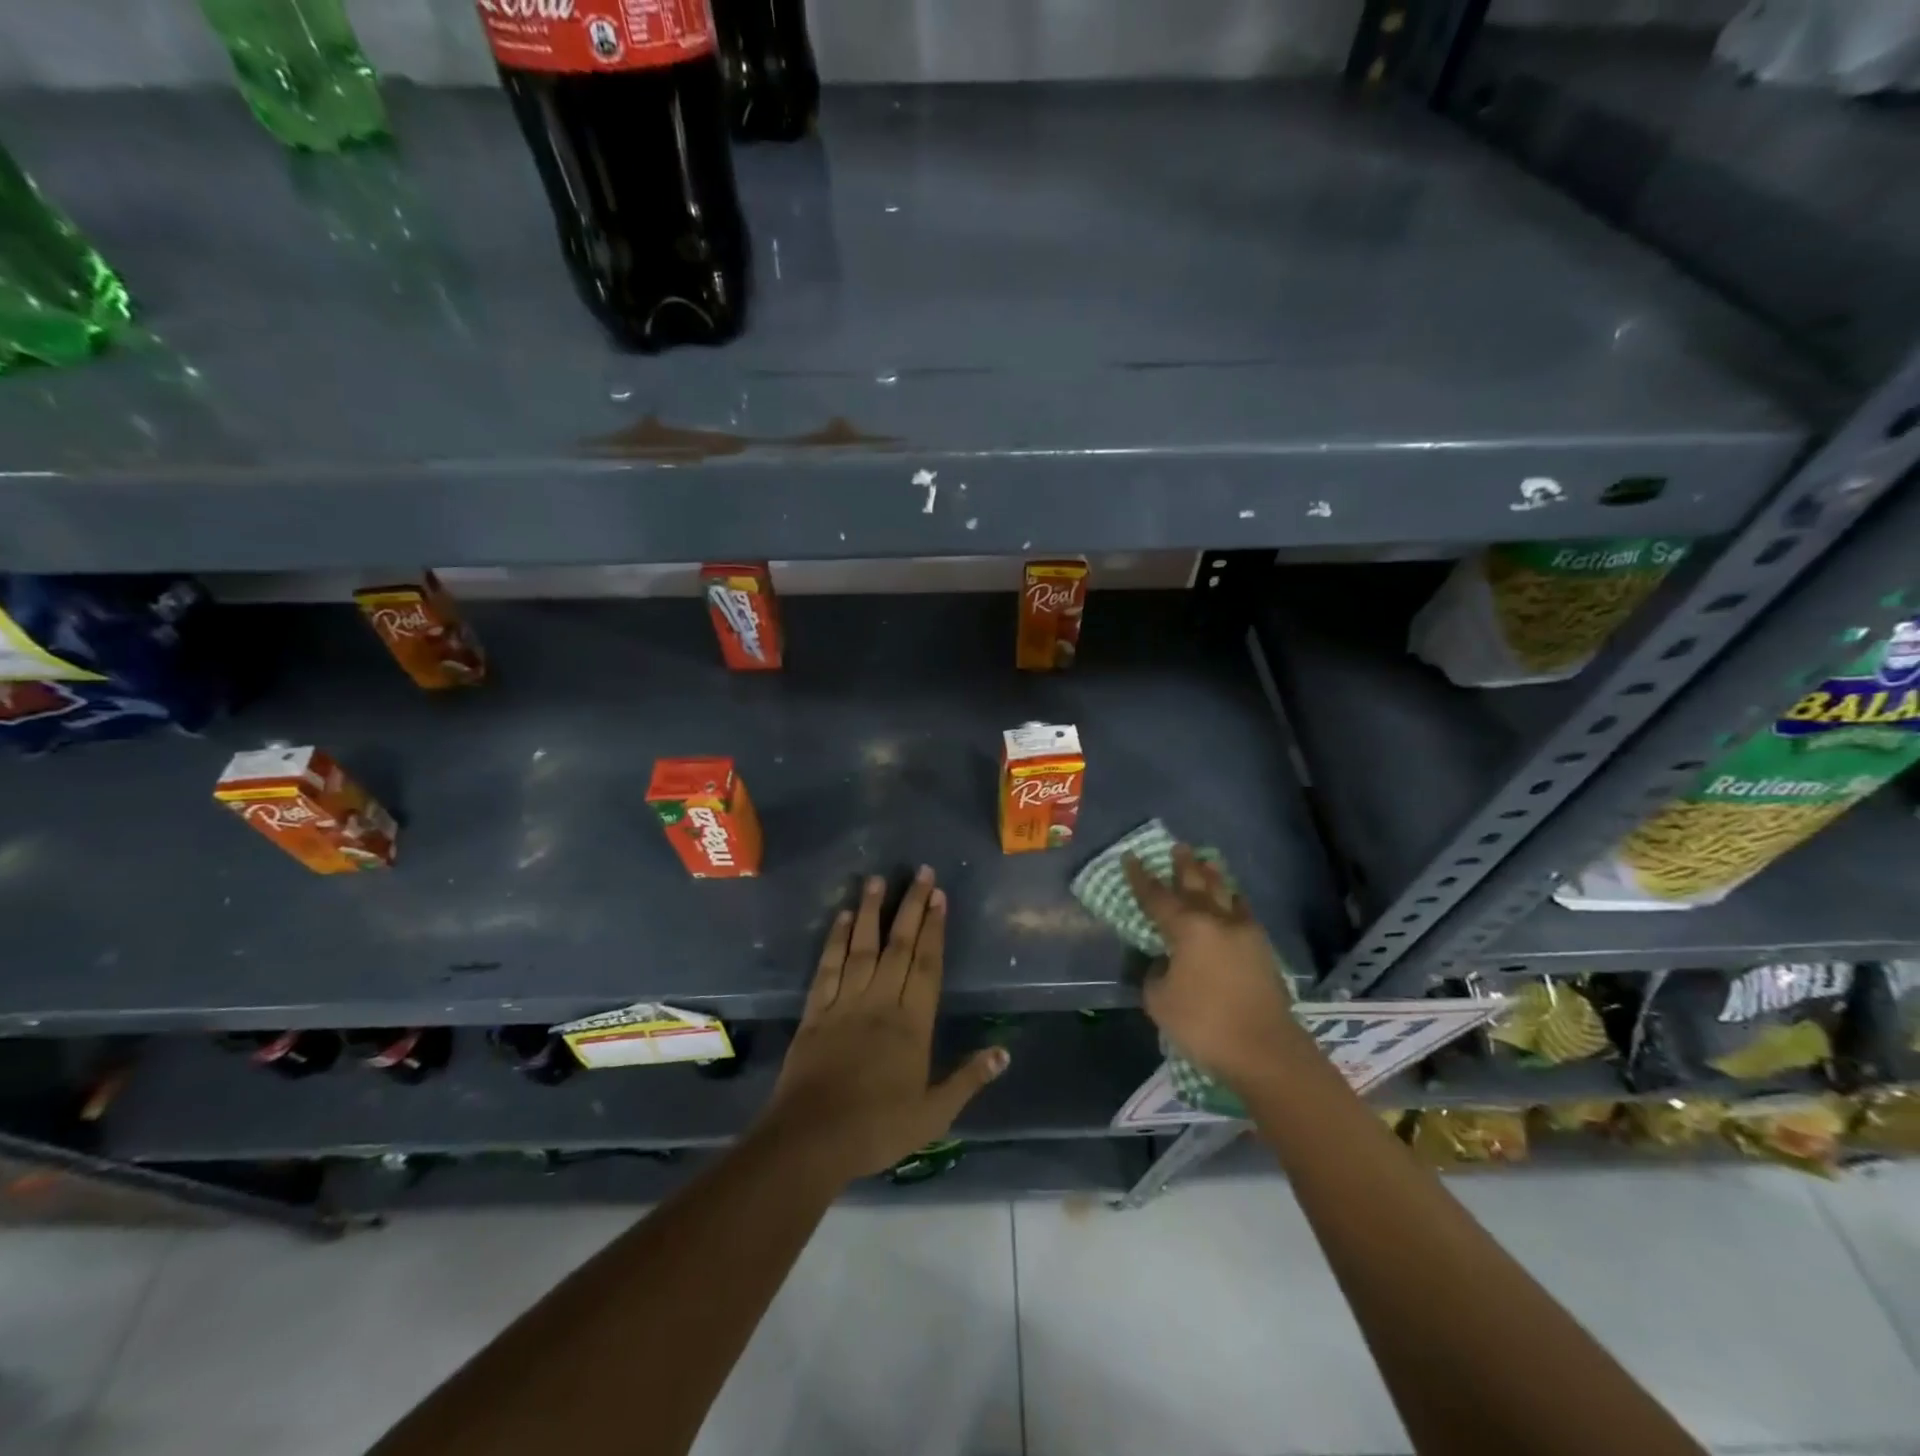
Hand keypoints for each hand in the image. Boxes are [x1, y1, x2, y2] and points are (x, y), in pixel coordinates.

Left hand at [756, 866, 1008, 1184]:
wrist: (811, 1140)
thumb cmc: (877, 1129)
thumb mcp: (933, 1114)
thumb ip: (968, 1080)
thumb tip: (1004, 1052)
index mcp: (912, 1024)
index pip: (927, 965)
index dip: (935, 929)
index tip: (939, 896)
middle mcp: (881, 1002)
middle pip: (899, 946)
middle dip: (911, 906)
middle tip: (920, 872)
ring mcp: (845, 1003)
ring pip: (862, 947)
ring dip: (872, 911)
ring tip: (878, 879)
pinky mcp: (816, 1011)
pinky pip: (828, 967)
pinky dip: (835, 940)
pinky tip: (842, 917)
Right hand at [1124, 844, 1298, 1092]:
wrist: (1266, 1051)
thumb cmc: (1204, 1024)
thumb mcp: (1160, 1001)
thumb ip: (1156, 974)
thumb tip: (1166, 963)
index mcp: (1187, 928)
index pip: (1156, 896)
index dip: (1140, 877)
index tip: (1131, 857)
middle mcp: (1217, 921)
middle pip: (1197, 885)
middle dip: (1184, 866)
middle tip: (1177, 847)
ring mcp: (1244, 933)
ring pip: (1225, 894)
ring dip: (1212, 876)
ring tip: (1206, 861)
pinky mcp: (1263, 950)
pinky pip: (1244, 912)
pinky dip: (1234, 900)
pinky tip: (1233, 900)